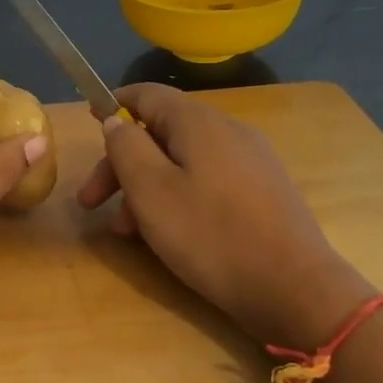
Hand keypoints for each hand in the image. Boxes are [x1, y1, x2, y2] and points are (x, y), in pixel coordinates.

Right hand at [77, 83, 371, 345]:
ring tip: (127, 232)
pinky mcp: (262, 192)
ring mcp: (250, 162)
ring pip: (182, 162)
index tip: (89, 119)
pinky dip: (176, 197)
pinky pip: (206, 181)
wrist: (294, 288)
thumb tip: (116, 121)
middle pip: (162, 133)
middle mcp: (228, 132)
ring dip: (145, 188)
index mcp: (199, 123)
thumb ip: (126, 148)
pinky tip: (166, 233)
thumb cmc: (210, 235)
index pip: (148, 94)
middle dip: (121, 164)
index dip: (114, 104)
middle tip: (91, 203)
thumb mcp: (151, 190)